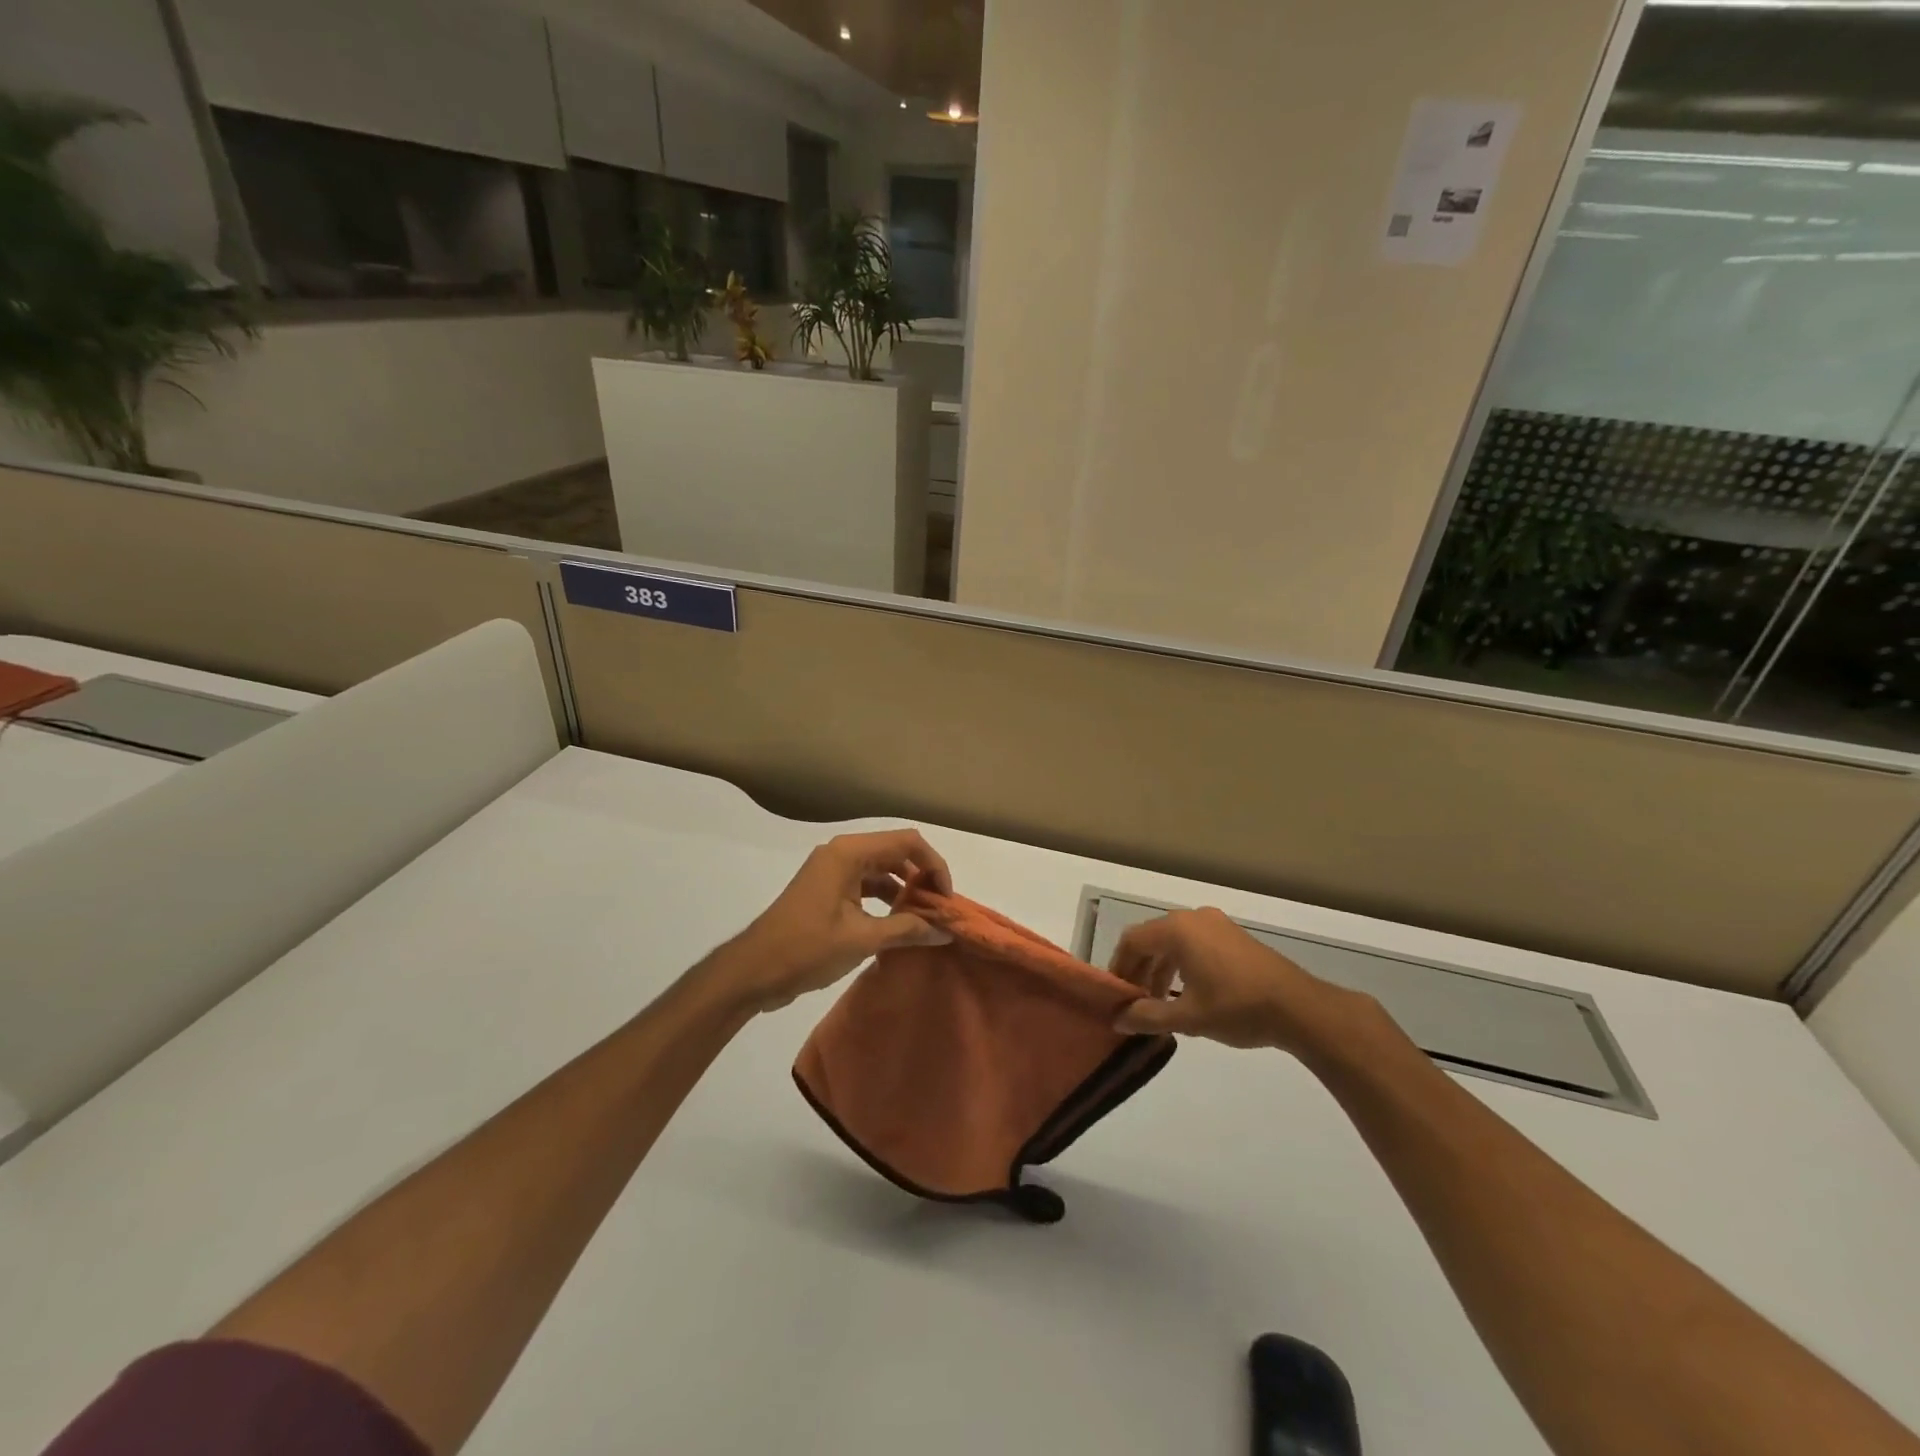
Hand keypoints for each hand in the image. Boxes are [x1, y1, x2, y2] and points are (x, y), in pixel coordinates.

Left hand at [725, 830, 953, 1012]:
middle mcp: (842, 854)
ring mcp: (832, 872)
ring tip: (925, 920)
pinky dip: (886, 900)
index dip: (934, 865)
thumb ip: (906, 930)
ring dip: (905, 890)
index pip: (907, 842)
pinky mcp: (828, 891)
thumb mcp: (861, 939)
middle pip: (896, 852)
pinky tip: (900, 925)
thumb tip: (945, 932)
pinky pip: (866, 886)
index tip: (946, 898)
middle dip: (922, 878)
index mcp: (849, 853)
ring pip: (882, 870)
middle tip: (941, 910)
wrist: (753, 971)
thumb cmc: (806, 948)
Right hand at [1108, 907, 1368, 1053]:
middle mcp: (1193, 918)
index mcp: (1177, 930)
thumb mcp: (1188, 1018)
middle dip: (1139, 969)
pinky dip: (1182, 964)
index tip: (1116, 995)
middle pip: (1152, 938)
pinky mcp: (1233, 936)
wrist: (1299, 1008)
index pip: (1132, 941)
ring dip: (1161, 968)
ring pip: (1174, 941)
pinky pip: (1194, 943)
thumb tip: (1117, 1020)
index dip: (1119, 966)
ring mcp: (1216, 924)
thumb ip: (1148, 1017)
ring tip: (1159, 1002)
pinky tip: (1187, 993)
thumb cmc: (1237, 1008)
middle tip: (1134, 1001)